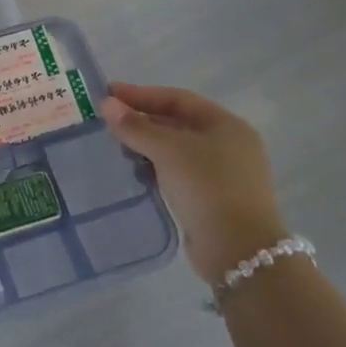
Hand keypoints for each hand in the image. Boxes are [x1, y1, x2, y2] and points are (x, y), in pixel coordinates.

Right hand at [101, 82, 288, 284]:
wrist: (239, 252)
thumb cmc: (207, 187)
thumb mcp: (168, 150)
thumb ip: (135, 126)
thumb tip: (106, 104)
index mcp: (226, 125)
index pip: (177, 99)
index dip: (141, 94)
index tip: (108, 94)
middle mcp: (229, 146)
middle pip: (178, 123)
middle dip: (142, 120)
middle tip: (107, 121)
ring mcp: (223, 175)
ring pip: (176, 151)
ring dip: (147, 146)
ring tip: (116, 146)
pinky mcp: (213, 201)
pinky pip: (178, 174)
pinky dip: (156, 168)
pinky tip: (135, 172)